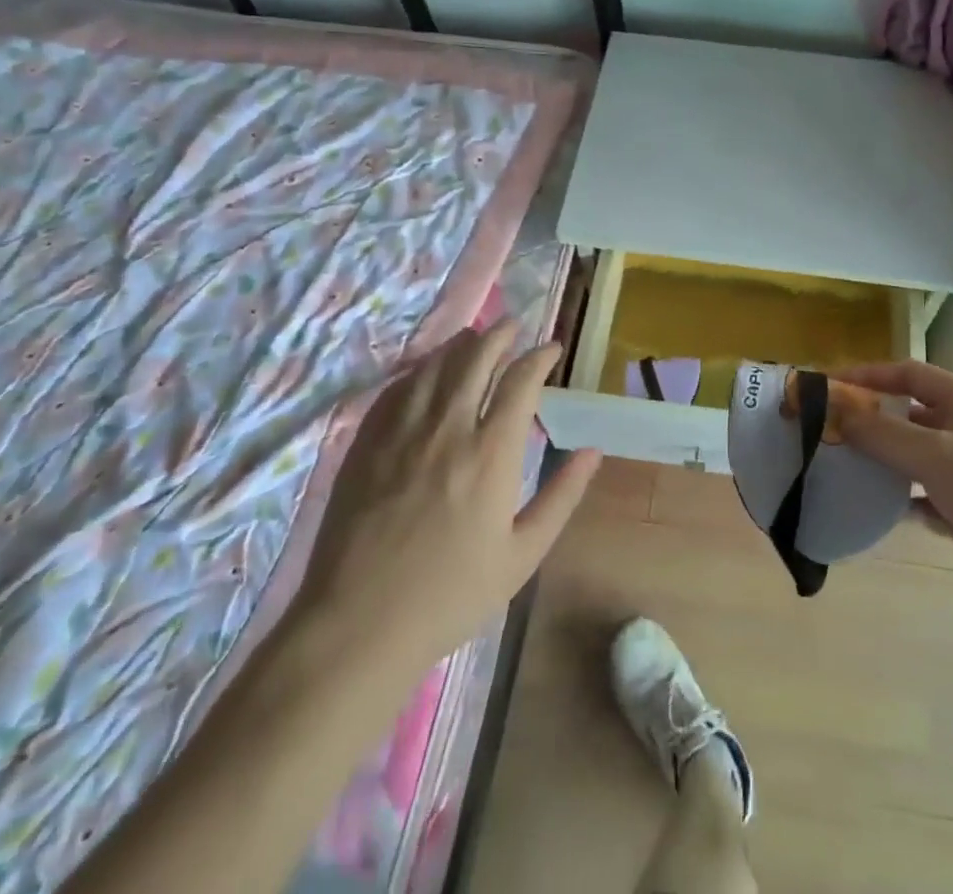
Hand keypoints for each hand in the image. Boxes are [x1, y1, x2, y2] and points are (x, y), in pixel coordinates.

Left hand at [290, 324, 600, 690]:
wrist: (358, 626)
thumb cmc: (451, 595)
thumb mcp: (522, 554)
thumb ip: (562, 496)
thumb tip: (593, 450)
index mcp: (492, 452)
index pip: (521, 380)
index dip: (540, 356)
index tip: (551, 348)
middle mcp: (449, 427)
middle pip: (476, 358)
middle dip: (499, 334)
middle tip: (512, 326)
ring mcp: (402, 431)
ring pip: (435, 365)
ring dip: (460, 344)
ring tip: (474, 337)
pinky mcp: (366, 443)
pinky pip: (397, 388)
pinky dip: (419, 369)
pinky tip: (426, 371)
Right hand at [834, 360, 952, 629]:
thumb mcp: (934, 455)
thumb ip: (882, 432)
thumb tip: (834, 410)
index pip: (911, 374)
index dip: (871, 375)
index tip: (831, 385)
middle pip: (911, 414)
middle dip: (873, 420)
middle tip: (830, 429)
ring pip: (916, 456)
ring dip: (884, 459)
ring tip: (843, 465)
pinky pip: (925, 496)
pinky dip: (902, 498)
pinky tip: (876, 507)